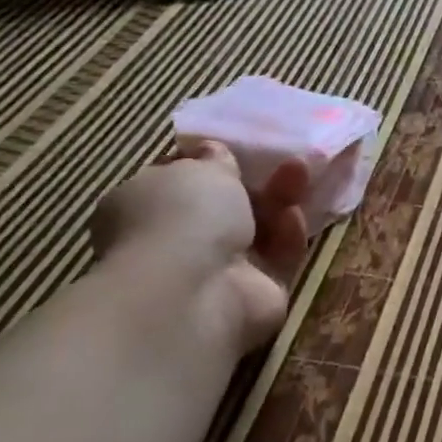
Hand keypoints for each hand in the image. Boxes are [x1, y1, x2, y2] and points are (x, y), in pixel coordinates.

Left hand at [91, 142, 310, 350]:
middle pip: (224, 206)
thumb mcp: (200, 167)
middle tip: (281, 157)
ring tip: (299, 172)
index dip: (208, 163)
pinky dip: (287, 235)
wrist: (196, 293)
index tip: (236, 148)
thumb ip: (214, 158)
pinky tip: (294, 216)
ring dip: (278, 201)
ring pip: (256, 229)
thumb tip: (214, 152)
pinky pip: (277, 256)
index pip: (176, 181)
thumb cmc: (183, 217)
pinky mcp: (255, 292)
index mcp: (142, 207)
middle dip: (253, 182)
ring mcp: (215, 271)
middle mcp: (175, 241)